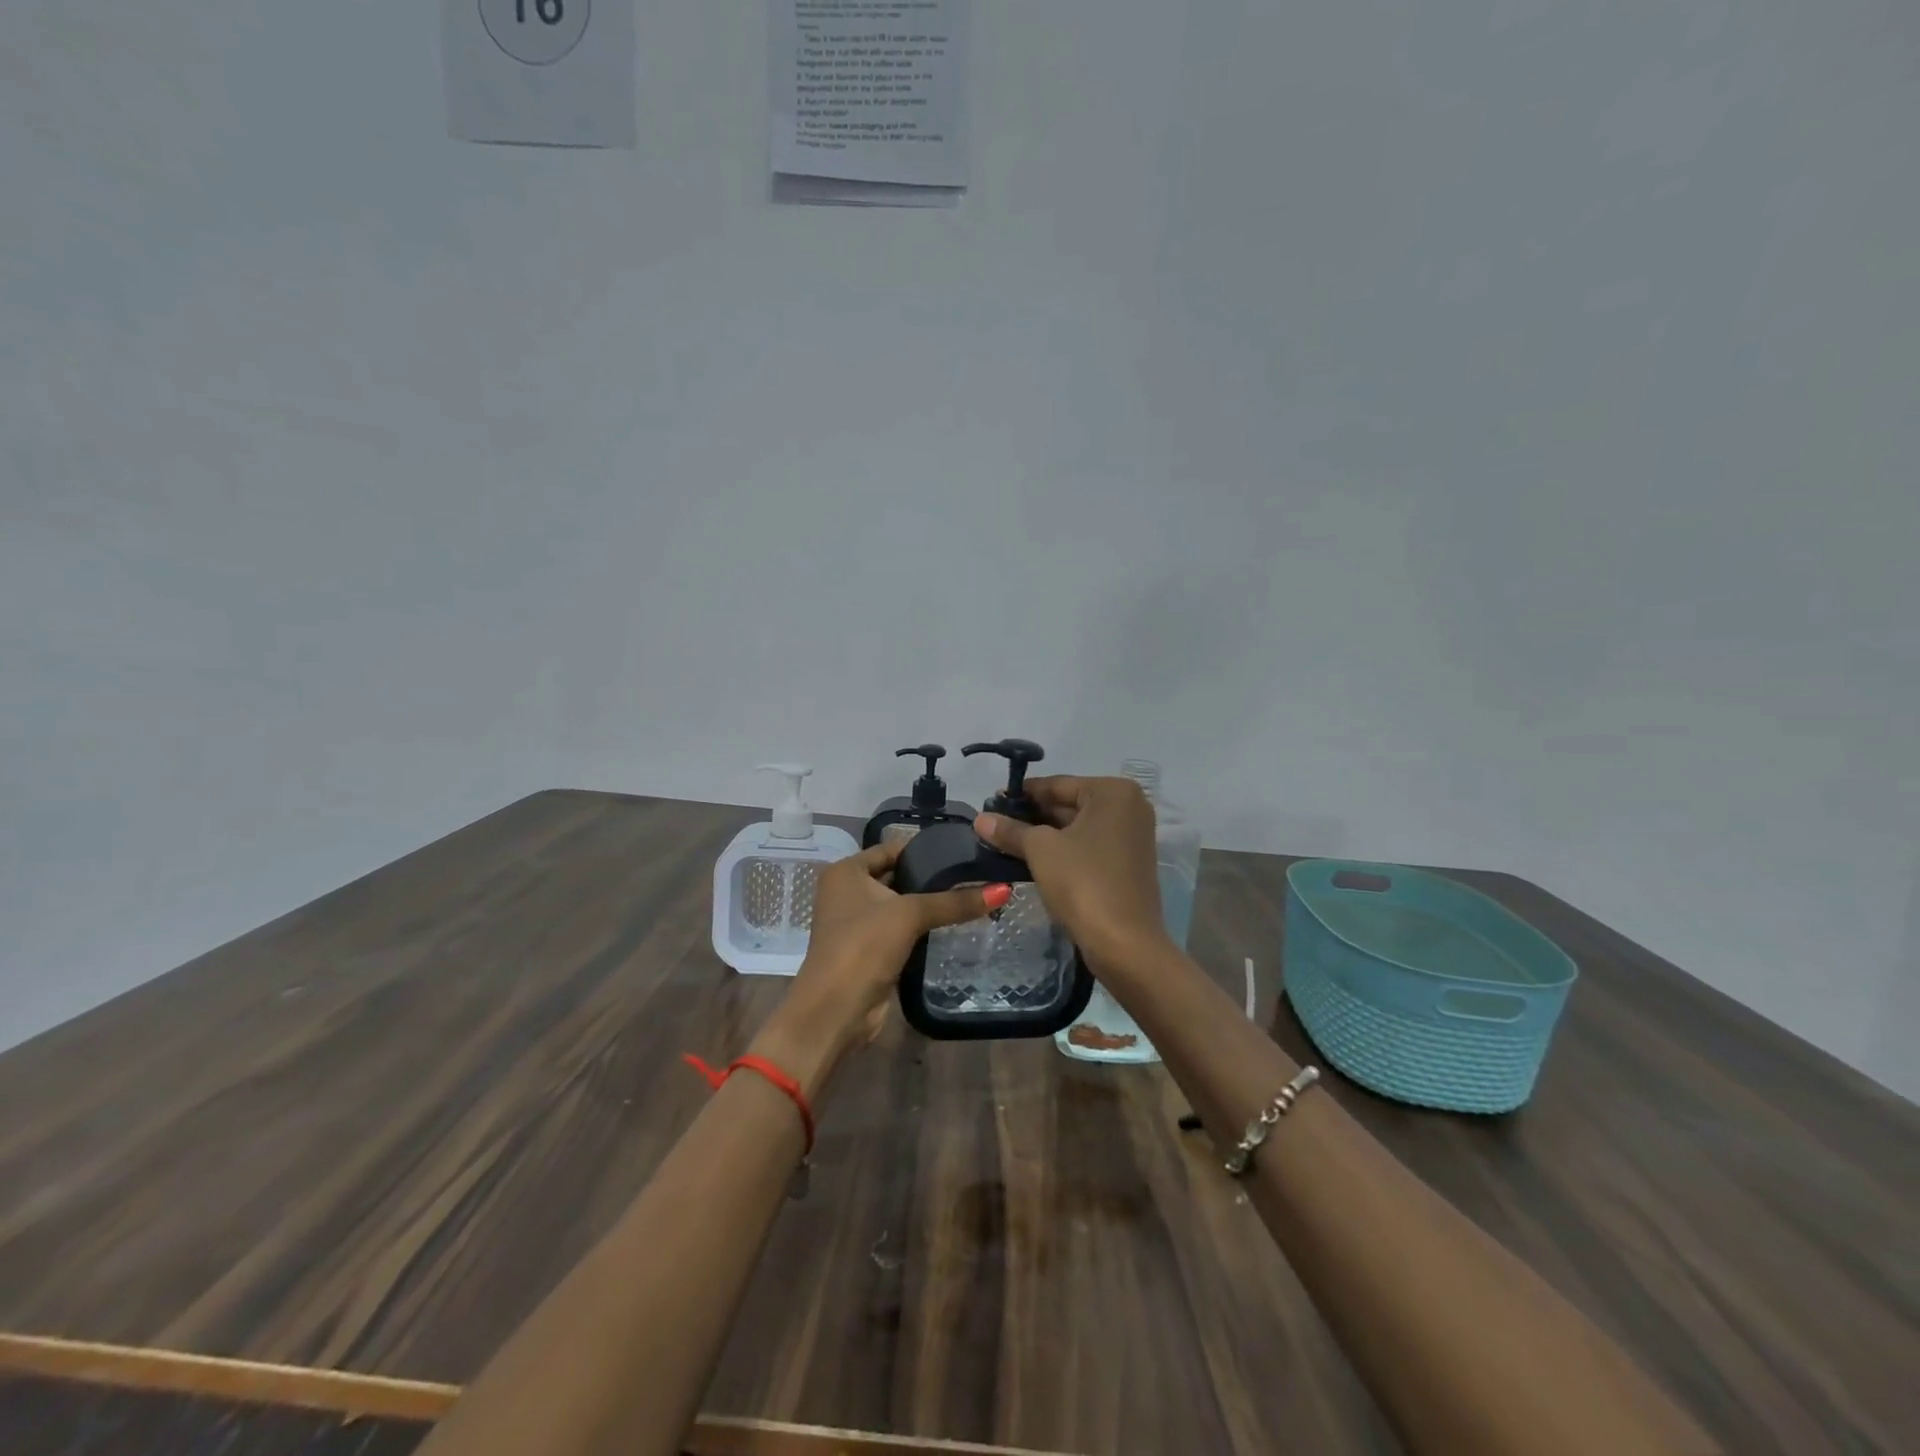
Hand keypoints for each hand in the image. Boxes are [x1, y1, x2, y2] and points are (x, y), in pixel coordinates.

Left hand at [750, 842, 1007, 1098]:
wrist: (836, 1011)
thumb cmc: (863, 947)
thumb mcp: (909, 915)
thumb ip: (954, 902)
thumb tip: (1004, 889)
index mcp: (846, 871)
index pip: (892, 848)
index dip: (925, 848)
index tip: (964, 849)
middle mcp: (847, 891)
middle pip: (897, 875)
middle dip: (931, 876)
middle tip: (975, 872)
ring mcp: (857, 922)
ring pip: (900, 904)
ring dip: (929, 904)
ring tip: (973, 894)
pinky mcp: (870, 949)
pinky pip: (901, 928)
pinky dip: (922, 926)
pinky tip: (954, 923)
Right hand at [973, 776, 1171, 973]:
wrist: (1124, 943)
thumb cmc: (1083, 882)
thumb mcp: (1040, 850)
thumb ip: (1011, 830)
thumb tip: (980, 818)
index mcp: (1114, 792)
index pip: (1058, 784)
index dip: (1022, 794)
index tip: (991, 801)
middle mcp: (1129, 808)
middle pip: (1070, 804)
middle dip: (1033, 816)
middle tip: (994, 824)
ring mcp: (1132, 837)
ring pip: (1078, 828)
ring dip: (1045, 835)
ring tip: (1005, 842)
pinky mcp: (1128, 864)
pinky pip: (1089, 847)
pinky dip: (1063, 850)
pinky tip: (1032, 860)